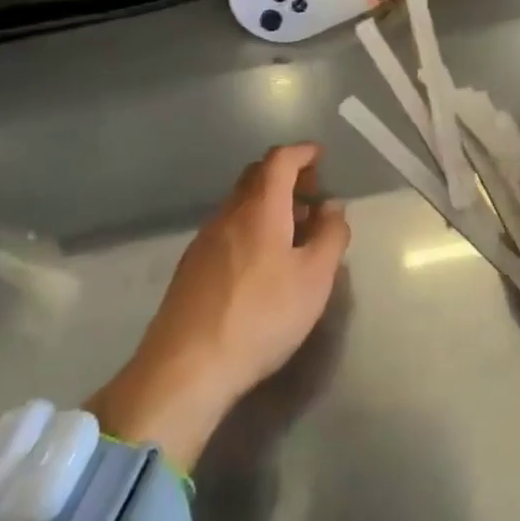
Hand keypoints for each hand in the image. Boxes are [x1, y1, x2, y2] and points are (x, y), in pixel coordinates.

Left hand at [88, 144, 349, 469]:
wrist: (185, 368)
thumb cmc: (261, 317)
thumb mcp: (314, 279)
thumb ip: (331, 236)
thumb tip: (333, 206)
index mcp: (260, 208)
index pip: (280, 160)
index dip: (302, 153)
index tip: (320, 157)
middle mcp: (228, 214)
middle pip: (256, 176)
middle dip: (286, 176)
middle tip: (311, 196)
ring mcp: (204, 240)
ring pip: (240, 203)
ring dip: (268, 204)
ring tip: (293, 232)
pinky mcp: (191, 267)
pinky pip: (227, 228)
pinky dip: (250, 226)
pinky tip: (261, 262)